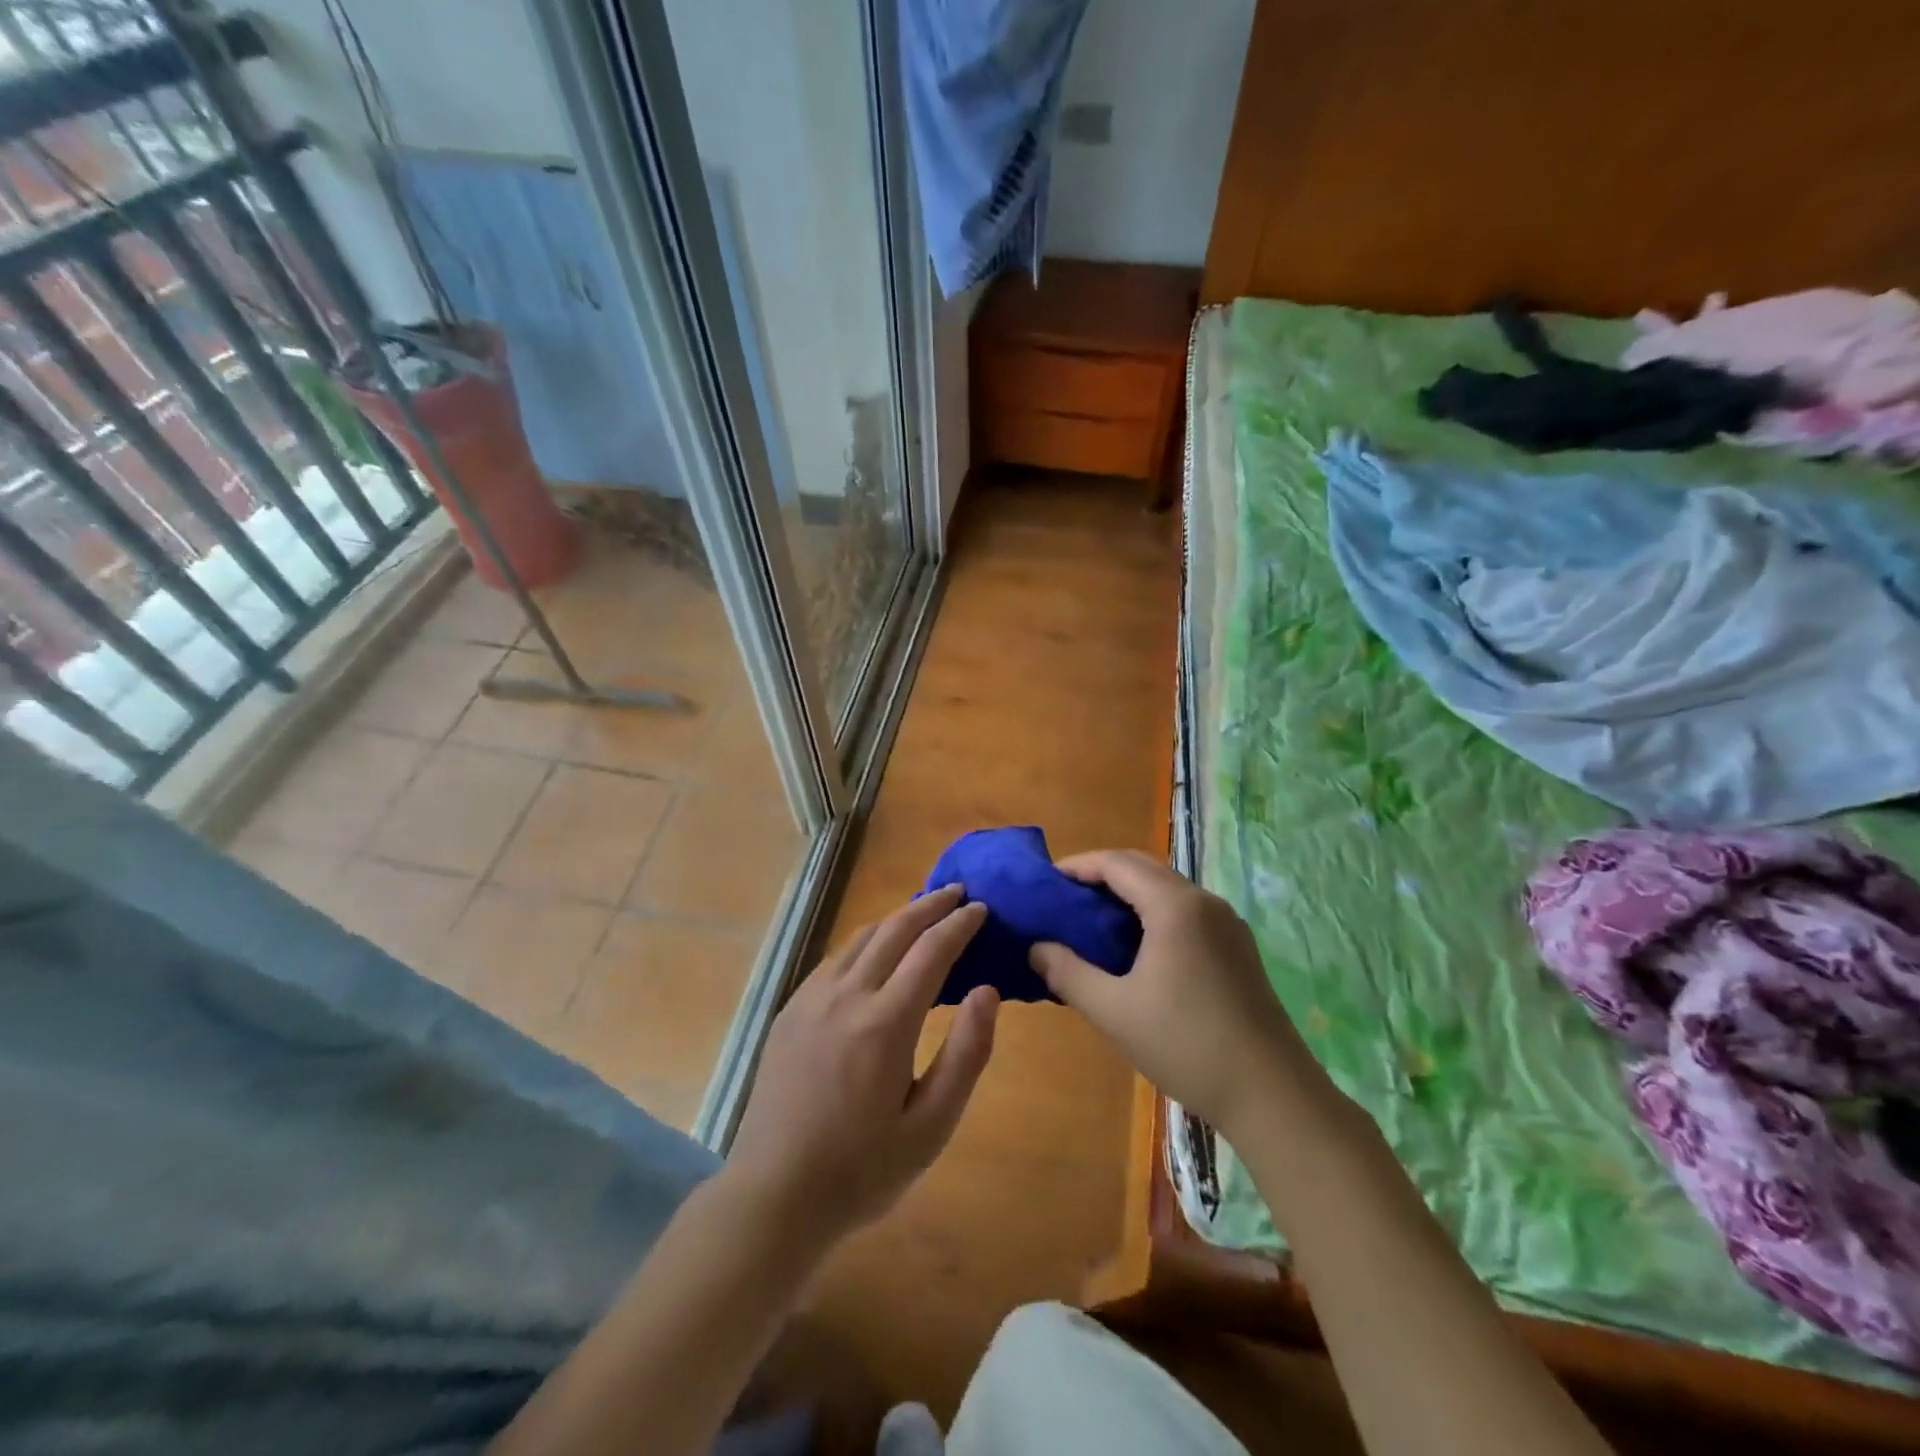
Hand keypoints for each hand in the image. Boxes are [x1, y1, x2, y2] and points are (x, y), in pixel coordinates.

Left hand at [726, 885, 997, 1249]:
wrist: (774, 1195)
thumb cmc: (862, 1169)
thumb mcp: (931, 1127)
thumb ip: (966, 1055)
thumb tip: (987, 991)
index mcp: (884, 1023)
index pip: (931, 951)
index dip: (959, 925)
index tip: (981, 909)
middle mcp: (846, 996)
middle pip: (894, 930)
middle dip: (930, 905)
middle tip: (958, 893)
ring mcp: (811, 999)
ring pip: (861, 938)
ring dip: (896, 919)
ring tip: (922, 912)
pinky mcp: (789, 1011)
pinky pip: (835, 959)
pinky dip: (865, 941)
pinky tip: (874, 951)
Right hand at [1029, 850, 1331, 1137]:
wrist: (1272, 1094)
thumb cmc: (1186, 1045)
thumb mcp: (1114, 1011)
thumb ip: (1068, 973)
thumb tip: (1036, 948)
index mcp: (1175, 906)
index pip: (1117, 863)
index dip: (1078, 866)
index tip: (1046, 883)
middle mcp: (1205, 902)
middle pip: (1144, 868)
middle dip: (1101, 877)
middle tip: (1064, 902)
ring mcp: (1227, 924)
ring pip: (1167, 890)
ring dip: (1128, 896)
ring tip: (1093, 925)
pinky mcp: (1238, 948)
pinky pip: (1186, 913)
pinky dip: (1153, 915)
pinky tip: (1136, 950)